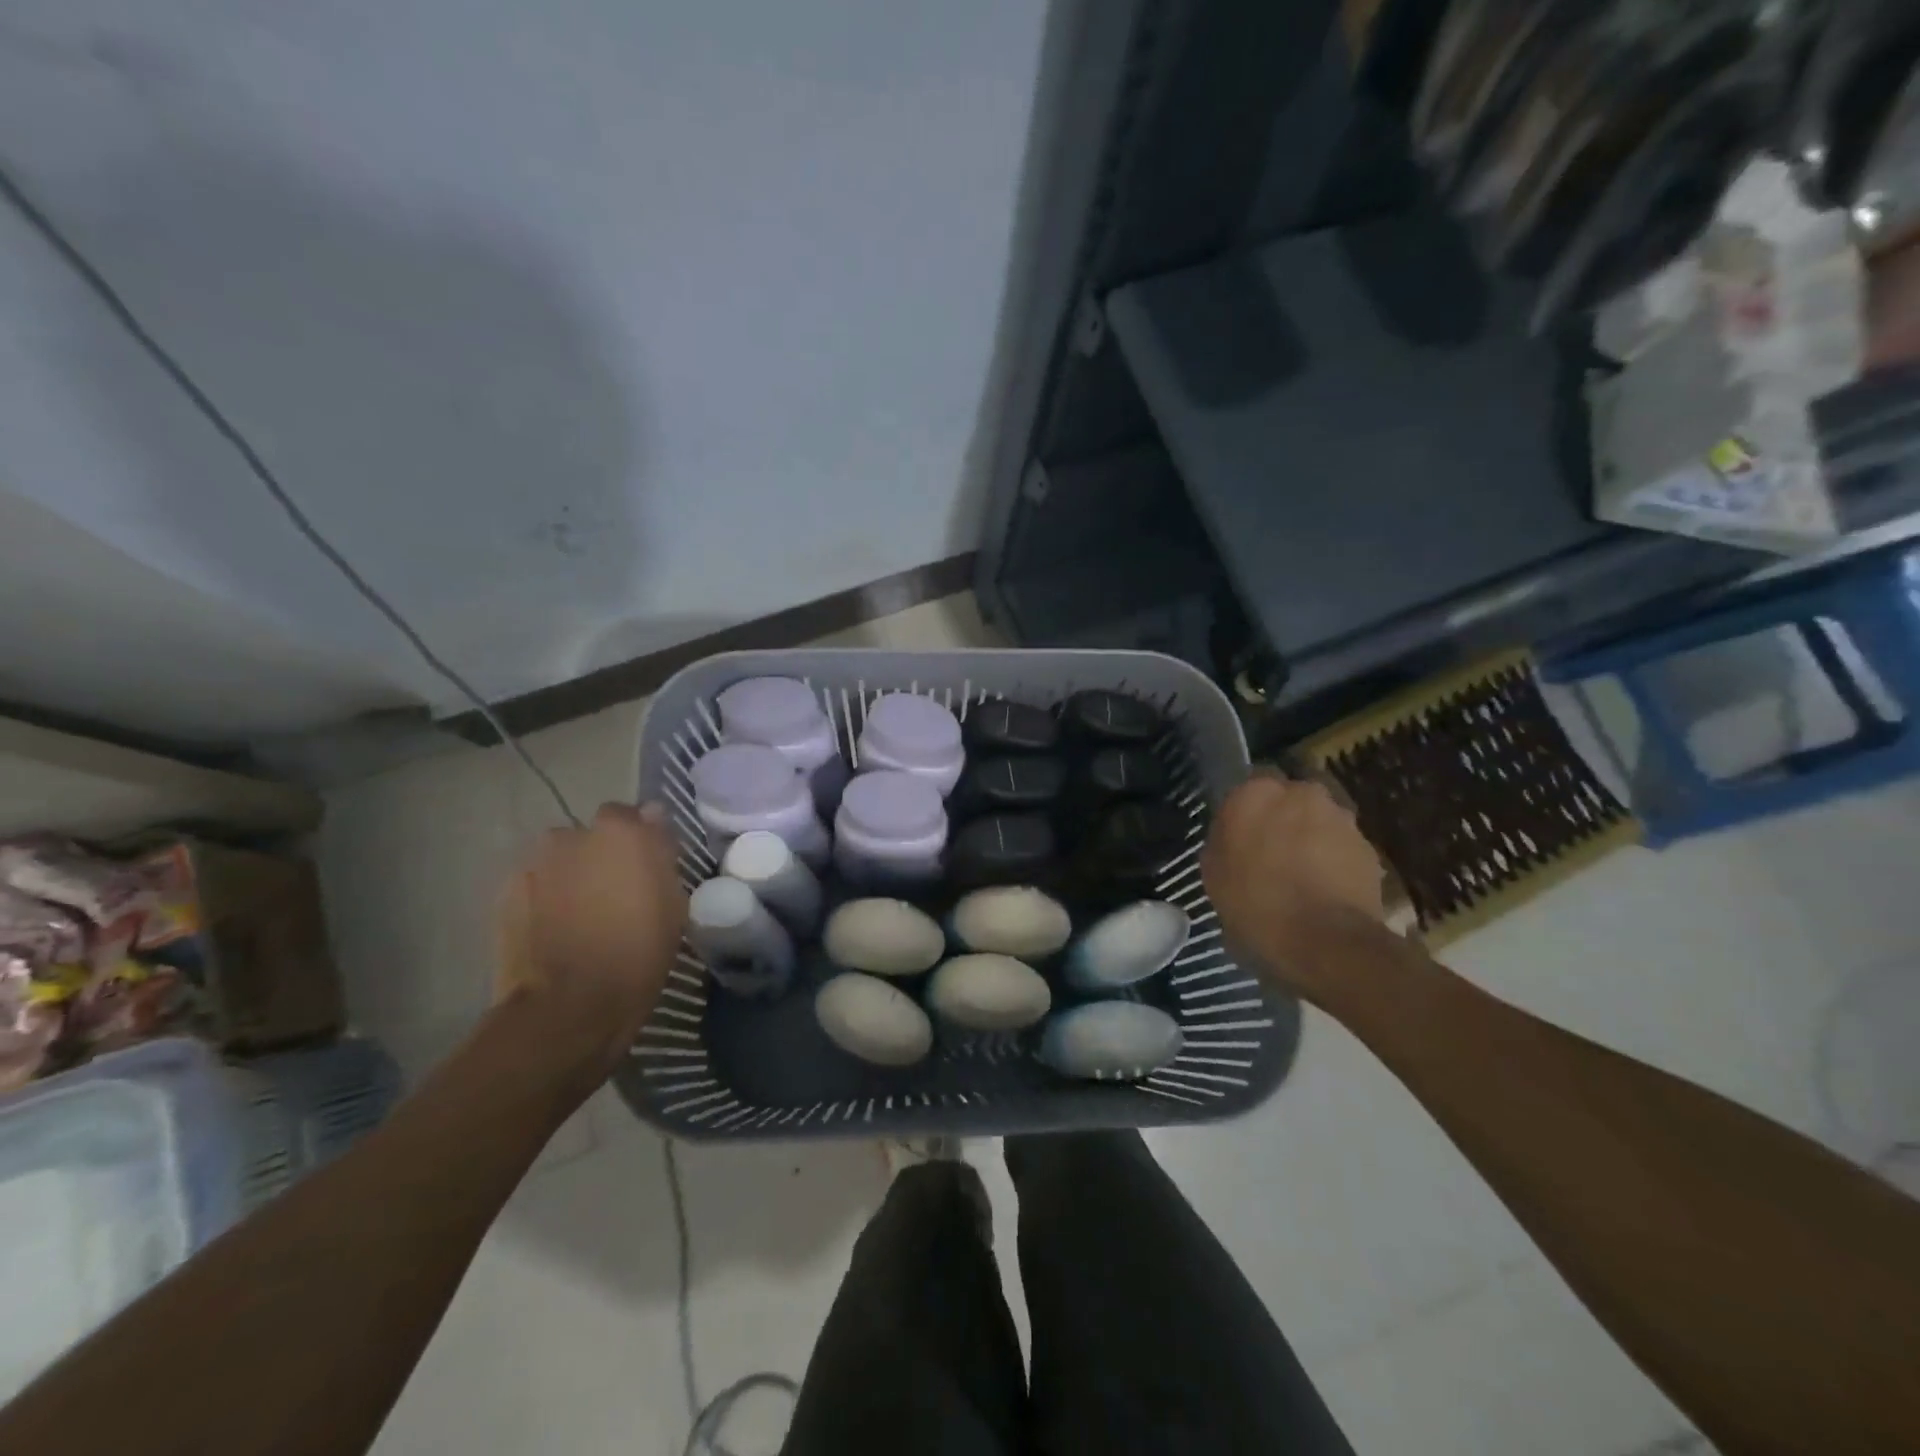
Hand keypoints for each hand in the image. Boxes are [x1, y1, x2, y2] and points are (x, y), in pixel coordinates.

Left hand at [498, 803, 687, 1080]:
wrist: (567, 1007)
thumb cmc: (637, 953)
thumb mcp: (673, 904)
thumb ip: (660, 852)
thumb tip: (652, 817)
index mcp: (620, 832)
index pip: (634, 815)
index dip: (641, 839)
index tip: (649, 866)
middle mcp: (572, 835)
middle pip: (593, 836)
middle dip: (604, 855)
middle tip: (617, 892)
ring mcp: (534, 864)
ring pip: (562, 860)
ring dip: (573, 875)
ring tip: (584, 914)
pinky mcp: (506, 894)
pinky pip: (537, 885)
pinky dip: (547, 898)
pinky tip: (557, 929)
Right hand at [1202, 772, 1387, 1003]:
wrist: (1325, 942)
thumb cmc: (1255, 905)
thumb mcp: (1214, 875)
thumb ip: (1223, 842)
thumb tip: (1233, 837)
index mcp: (1254, 793)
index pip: (1247, 786)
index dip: (1246, 811)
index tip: (1241, 836)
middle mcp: (1300, 792)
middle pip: (1288, 799)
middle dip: (1282, 819)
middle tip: (1271, 853)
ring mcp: (1339, 818)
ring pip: (1318, 821)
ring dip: (1310, 839)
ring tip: (1301, 876)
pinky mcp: (1368, 847)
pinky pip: (1341, 847)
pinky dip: (1333, 862)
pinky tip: (1324, 891)